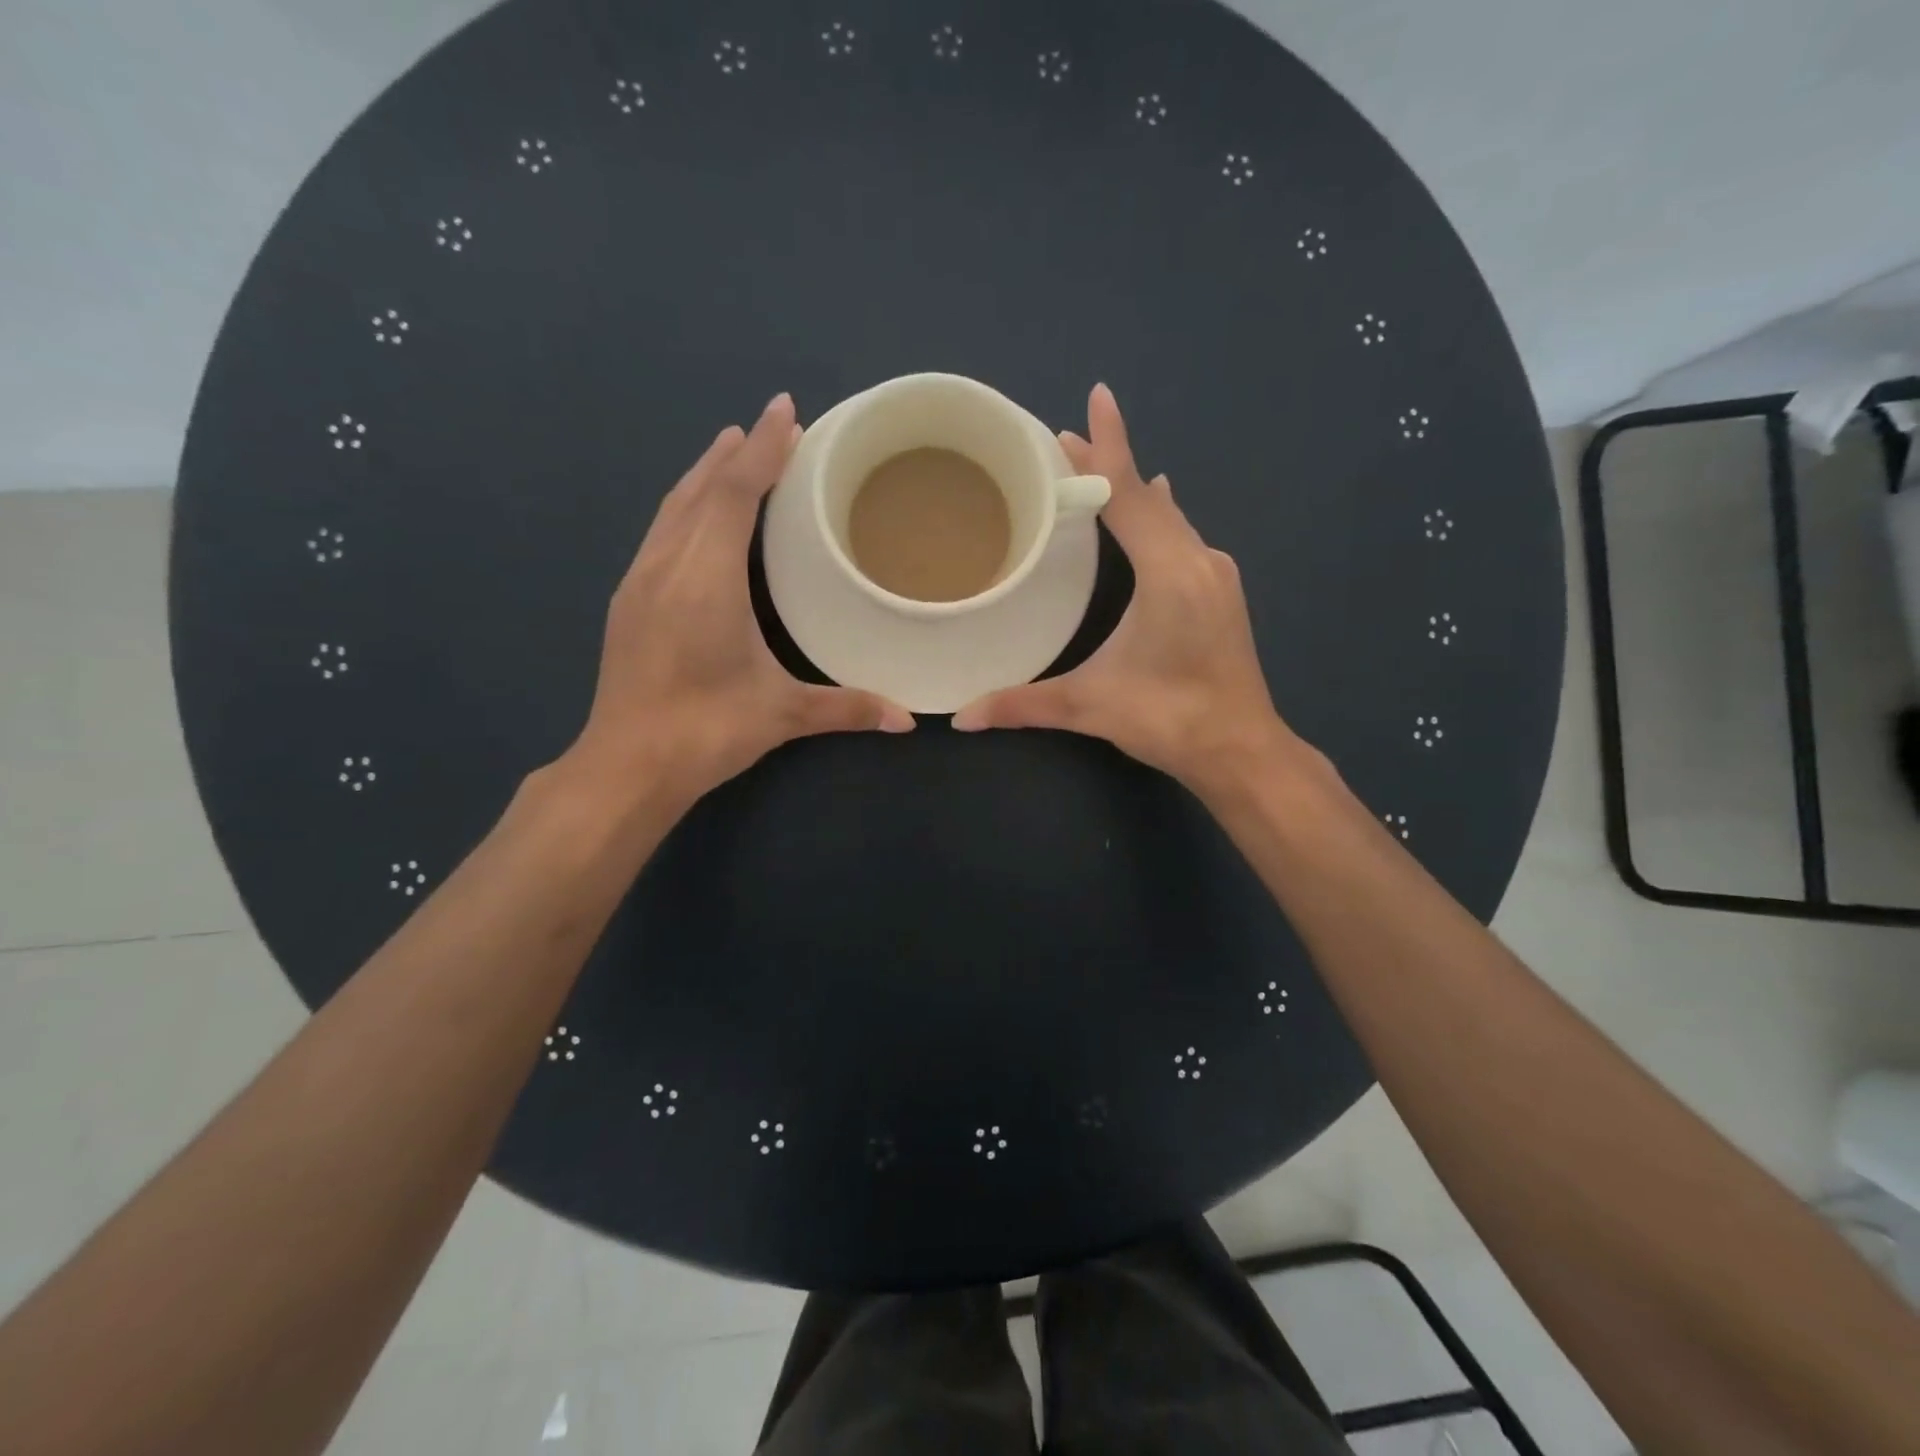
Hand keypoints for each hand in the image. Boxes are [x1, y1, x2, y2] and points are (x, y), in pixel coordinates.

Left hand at [569, 393, 913, 805]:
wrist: (626, 765)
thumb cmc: (706, 730)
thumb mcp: (782, 714)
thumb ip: (847, 707)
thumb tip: (908, 720)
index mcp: (706, 579)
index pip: (735, 495)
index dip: (763, 450)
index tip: (785, 410)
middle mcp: (667, 566)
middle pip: (701, 490)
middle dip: (738, 453)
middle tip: (772, 425)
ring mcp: (639, 582)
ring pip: (673, 508)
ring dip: (706, 474)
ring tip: (733, 450)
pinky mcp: (627, 601)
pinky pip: (661, 531)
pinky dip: (686, 506)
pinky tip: (697, 514)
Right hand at [952, 383, 1297, 795]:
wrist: (1242, 750)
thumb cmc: (1169, 719)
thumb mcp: (1090, 706)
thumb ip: (1023, 705)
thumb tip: (960, 718)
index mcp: (1169, 572)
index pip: (1128, 496)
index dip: (1107, 447)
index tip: (1094, 399)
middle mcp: (1198, 561)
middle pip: (1148, 497)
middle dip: (1109, 465)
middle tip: (1065, 439)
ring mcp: (1216, 575)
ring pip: (1170, 516)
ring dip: (1133, 490)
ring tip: (1098, 469)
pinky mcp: (1221, 592)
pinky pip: (1182, 535)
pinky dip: (1157, 515)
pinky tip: (1154, 507)